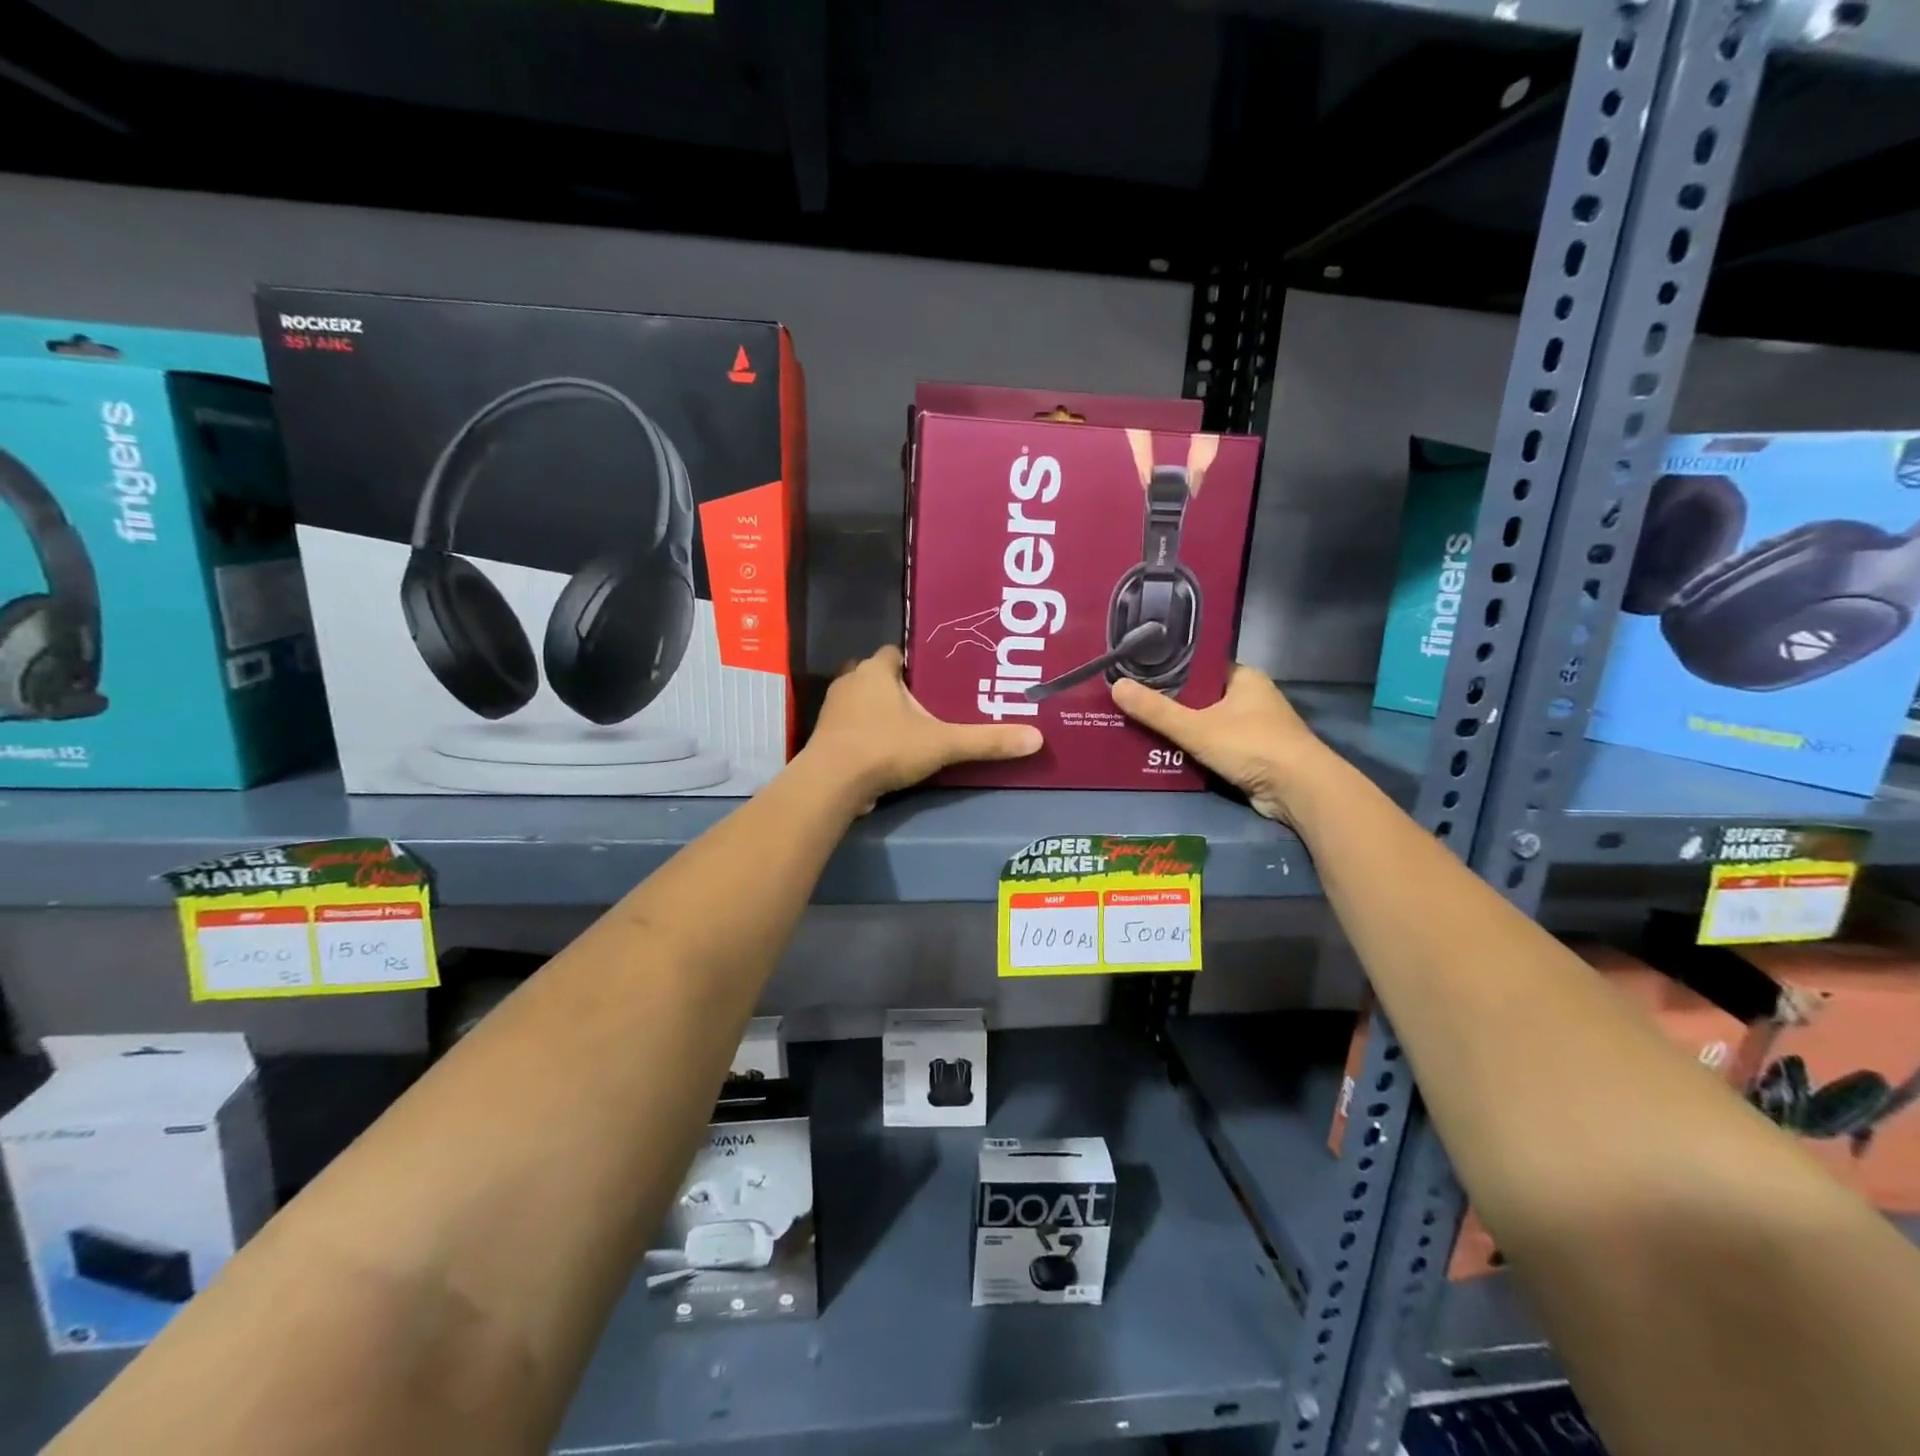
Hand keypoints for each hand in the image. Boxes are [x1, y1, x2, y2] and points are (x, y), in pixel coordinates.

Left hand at [802, 647, 1042, 810]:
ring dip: (880, 711)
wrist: (832, 784)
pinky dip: (866, 734)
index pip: (894, 652)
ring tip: (911, 727)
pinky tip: (886, 751)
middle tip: (928, 703)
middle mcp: (850, 682)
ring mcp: (833, 711)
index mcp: (875, 671)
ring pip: (862, 702)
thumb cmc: (885, 748)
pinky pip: (851, 727)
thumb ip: (985, 741)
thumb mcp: (942, 744)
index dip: (913, 662)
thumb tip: (1036, 738)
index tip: (934, 677)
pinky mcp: (826, 738)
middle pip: (877, 676)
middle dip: (898, 688)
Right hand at [1110, 666, 1326, 823]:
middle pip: (1201, 696)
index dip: (1170, 669)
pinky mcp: (1253, 756)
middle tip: (1131, 703)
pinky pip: (1214, 747)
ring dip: (1180, 730)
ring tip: (1139, 728)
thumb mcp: (1196, 727)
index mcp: (1243, 678)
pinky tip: (1164, 754)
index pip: (1201, 666)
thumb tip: (1115, 686)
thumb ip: (1156, 710)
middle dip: (1170, 703)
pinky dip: (1193, 751)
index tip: (1138, 673)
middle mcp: (1251, 698)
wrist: (1299, 790)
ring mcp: (1254, 728)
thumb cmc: (1251, 745)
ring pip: (1207, 723)